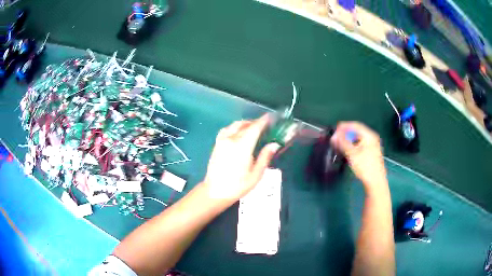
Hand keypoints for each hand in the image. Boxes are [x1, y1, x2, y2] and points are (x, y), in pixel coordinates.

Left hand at [203, 115, 280, 201]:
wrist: (215, 191)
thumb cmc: (238, 186)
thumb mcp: (256, 174)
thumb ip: (265, 157)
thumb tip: (274, 144)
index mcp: (242, 146)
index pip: (254, 128)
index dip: (263, 121)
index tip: (270, 117)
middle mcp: (231, 139)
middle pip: (244, 125)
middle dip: (255, 122)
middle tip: (264, 125)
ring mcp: (222, 141)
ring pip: (234, 125)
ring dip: (245, 123)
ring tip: (252, 127)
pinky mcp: (216, 144)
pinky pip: (226, 130)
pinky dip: (234, 127)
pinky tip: (238, 133)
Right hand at [330, 122, 387, 190]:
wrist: (375, 182)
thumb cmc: (365, 166)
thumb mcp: (352, 154)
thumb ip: (342, 143)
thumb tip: (333, 136)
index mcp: (369, 135)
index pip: (355, 125)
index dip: (344, 126)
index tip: (334, 130)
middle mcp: (372, 138)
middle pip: (357, 131)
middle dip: (346, 133)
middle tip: (336, 137)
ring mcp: (373, 146)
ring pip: (359, 138)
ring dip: (349, 139)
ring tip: (340, 143)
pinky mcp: (371, 153)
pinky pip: (361, 144)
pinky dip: (353, 145)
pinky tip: (348, 150)